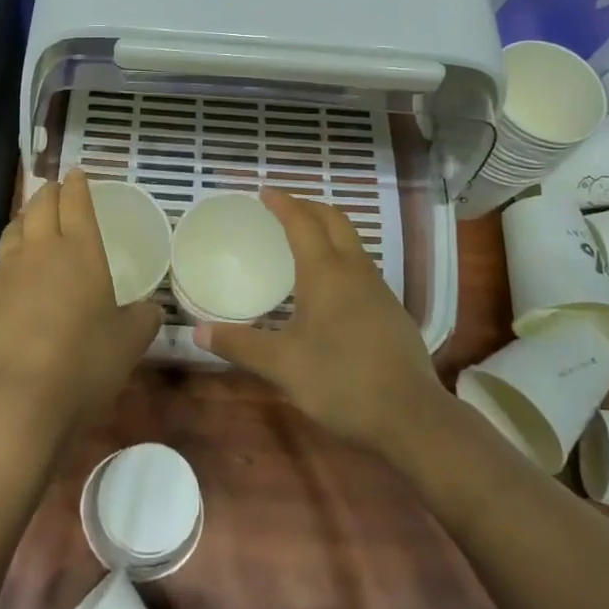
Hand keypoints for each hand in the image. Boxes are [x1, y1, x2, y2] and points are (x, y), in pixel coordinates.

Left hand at [0, 169, 162, 445]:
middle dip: (48, 192)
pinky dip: (2, 265)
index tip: (76, 173)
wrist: (19, 399)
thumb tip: (150, 309)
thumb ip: (144, 318)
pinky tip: (6, 276)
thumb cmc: (85, 363)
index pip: (77, 203)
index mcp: (82, 251)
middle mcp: (42, 251)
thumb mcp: (131, 342)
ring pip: (12, 231)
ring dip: (22, 220)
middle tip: (53, 189)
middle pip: (39, 206)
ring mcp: (6, 273)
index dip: (77, 185)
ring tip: (28, 221)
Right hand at [192, 189, 446, 453]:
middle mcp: (355, 270)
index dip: (283, 203)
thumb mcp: (282, 366)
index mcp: (325, 272)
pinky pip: (361, 266)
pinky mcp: (391, 310)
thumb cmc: (341, 381)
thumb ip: (240, 345)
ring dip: (327, 229)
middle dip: (308, 206)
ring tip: (303, 240)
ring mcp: (378, 289)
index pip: (302, 222)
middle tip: (283, 208)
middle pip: (334, 220)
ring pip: (352, 242)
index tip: (264, 192)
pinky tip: (329, 285)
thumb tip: (197, 332)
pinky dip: (340, 255)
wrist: (411, 415)